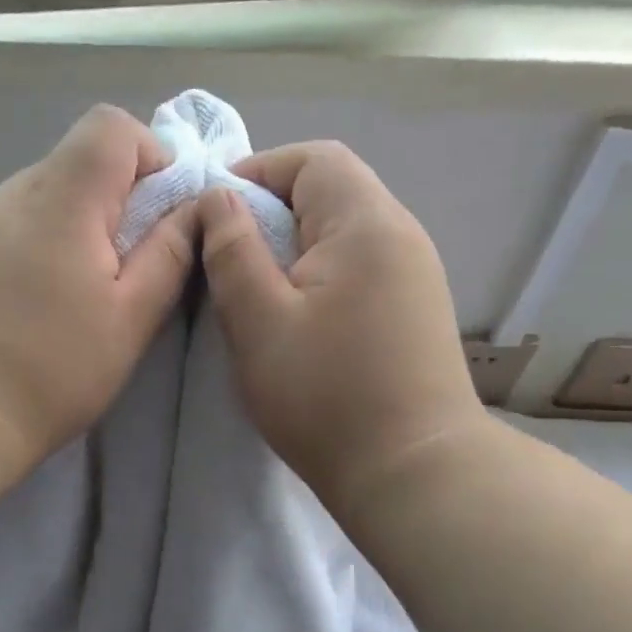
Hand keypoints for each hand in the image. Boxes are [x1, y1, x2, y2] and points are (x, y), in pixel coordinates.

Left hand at [0, 105, 197, 470]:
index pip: (110, 126)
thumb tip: (195, 206)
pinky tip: (31, 304)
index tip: (159, 215)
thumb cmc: (50, 370)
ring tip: (73, 296)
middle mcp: (11, 194)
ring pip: (43, 197)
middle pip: (76, 161)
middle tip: (122, 270)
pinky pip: (10, 226)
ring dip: (74, 228)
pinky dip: (37, 247)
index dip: (149, 155)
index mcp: (61, 200)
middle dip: (115, 201)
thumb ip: (169, 255)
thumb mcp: (129, 319)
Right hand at [196, 140, 481, 518]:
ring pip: (345, 232)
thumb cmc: (326, 395)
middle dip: (272, 211)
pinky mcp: (415, 310)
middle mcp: (401, 235)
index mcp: (365, 224)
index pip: (313, 160)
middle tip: (229, 258)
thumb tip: (218, 198)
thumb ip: (232, 251)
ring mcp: (415, 274)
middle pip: (332, 191)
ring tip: (257, 290)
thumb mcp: (258, 322)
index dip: (258, 172)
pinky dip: (320, 274)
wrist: (412, 472)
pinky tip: (299, 317)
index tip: (215, 214)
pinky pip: (360, 266)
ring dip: (295, 246)